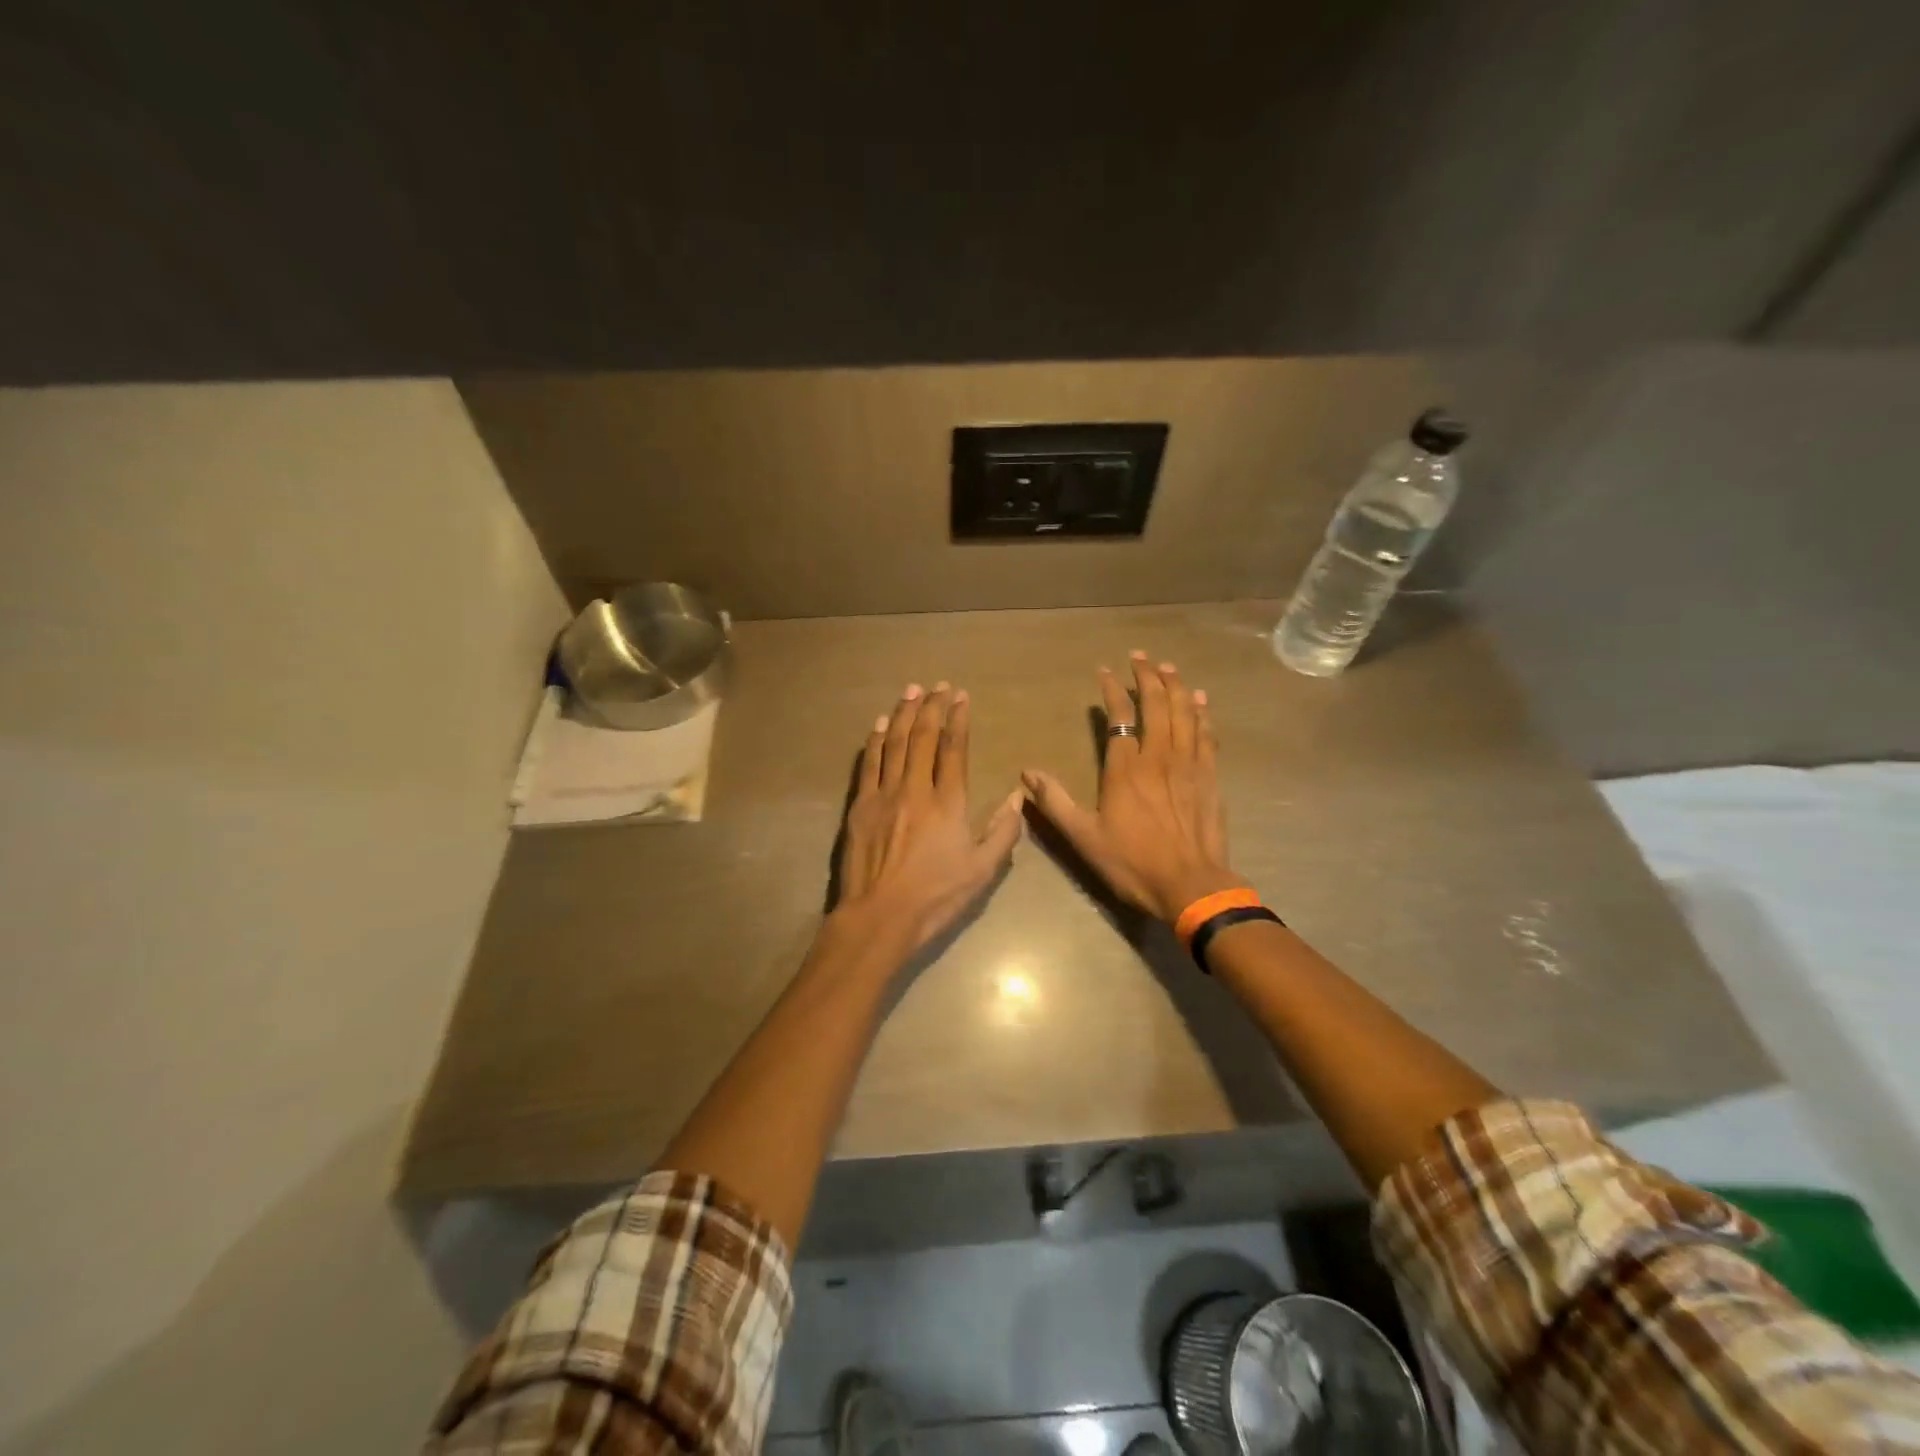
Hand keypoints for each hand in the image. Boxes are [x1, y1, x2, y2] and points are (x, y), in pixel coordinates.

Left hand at [835, 682, 1023, 952]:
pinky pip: (868, 764)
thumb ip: (1003, 832)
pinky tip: (881, 724)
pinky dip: (876, 740)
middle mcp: (916, 789)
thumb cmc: (935, 897)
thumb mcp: (982, 871)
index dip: (958, 719)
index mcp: (948, 803)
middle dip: (932, 707)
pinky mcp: (860, 806)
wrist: (879, 916)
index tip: (960, 696)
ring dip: (904, 714)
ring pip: (896, 744)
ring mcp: (884, 795)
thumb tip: (1019, 796)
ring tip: (911, 691)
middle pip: (924, 738)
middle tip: (937, 685)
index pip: (954, 749)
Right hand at [1023, 652, 1243, 923]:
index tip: (1105, 672)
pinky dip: (1203, 713)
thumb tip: (1027, 773)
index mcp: (1126, 769)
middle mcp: (1159, 757)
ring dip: (1176, 686)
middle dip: (1148, 676)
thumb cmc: (1133, 863)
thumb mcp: (1084, 837)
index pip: (1120, 717)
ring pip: (1185, 713)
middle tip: (1141, 656)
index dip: (1112, 690)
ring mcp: (1189, 765)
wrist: (1192, 885)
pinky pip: (1207, 735)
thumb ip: (1055, 802)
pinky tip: (1201, 700)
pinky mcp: (1210, 777)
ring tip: (1168, 667)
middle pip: (1157, 705)